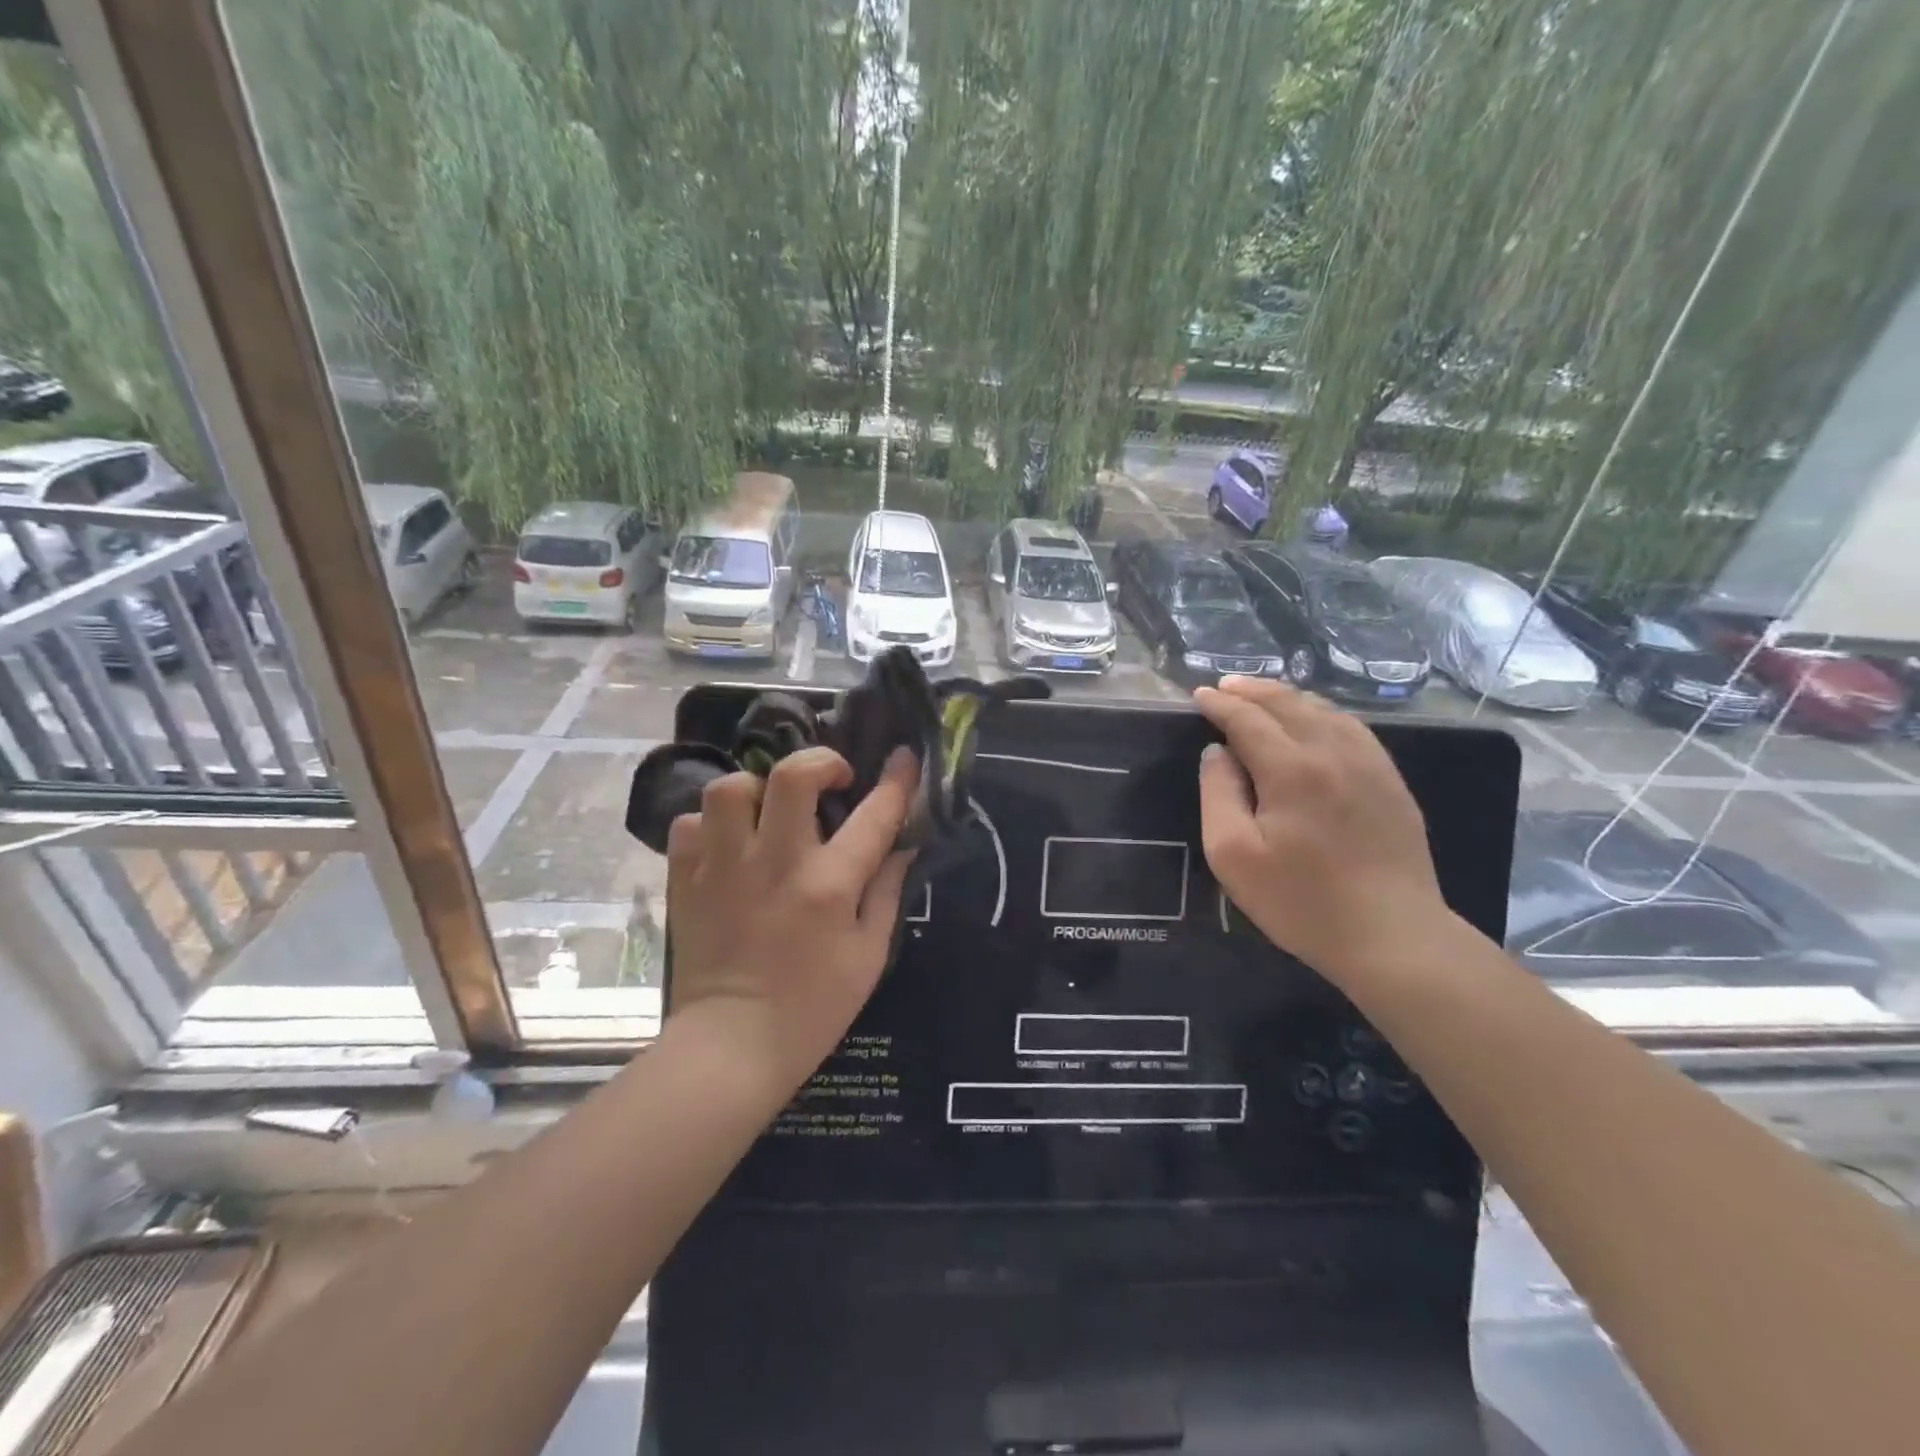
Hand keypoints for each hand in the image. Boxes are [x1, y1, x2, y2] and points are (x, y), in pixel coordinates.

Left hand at [665, 745, 917, 1092]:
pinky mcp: (686, 882)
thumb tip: (900, 845)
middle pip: (791, 775)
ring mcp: (724, 869)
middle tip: (829, 782)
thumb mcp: (869, 954)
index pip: (873, 814)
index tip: (903, 758)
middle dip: (819, 762)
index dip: (896, 780)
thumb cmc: (814, 1006)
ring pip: (731, 788)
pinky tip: (728, 845)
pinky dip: (711, 826)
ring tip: (770, 813)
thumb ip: (887, 891)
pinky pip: (690, 825)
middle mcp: (776, 864)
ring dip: (757, 789)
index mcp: (829, 885)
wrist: (732, 1046)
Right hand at [1194, 676, 1449, 986]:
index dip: (1220, 704)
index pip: (1248, 719)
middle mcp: (1333, 752)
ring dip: (1287, 697)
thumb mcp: (1233, 855)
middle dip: (1251, 690)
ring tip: (1262, 696)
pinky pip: (1353, 729)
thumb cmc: (1301, 901)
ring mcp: (1370, 764)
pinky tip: (1314, 721)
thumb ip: (1218, 794)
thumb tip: (1217, 753)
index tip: (1198, 695)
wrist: (1393, 936)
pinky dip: (1323, 713)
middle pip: (1288, 704)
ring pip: (1324, 711)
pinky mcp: (1391, 782)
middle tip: (1225, 686)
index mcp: (1291, 769)